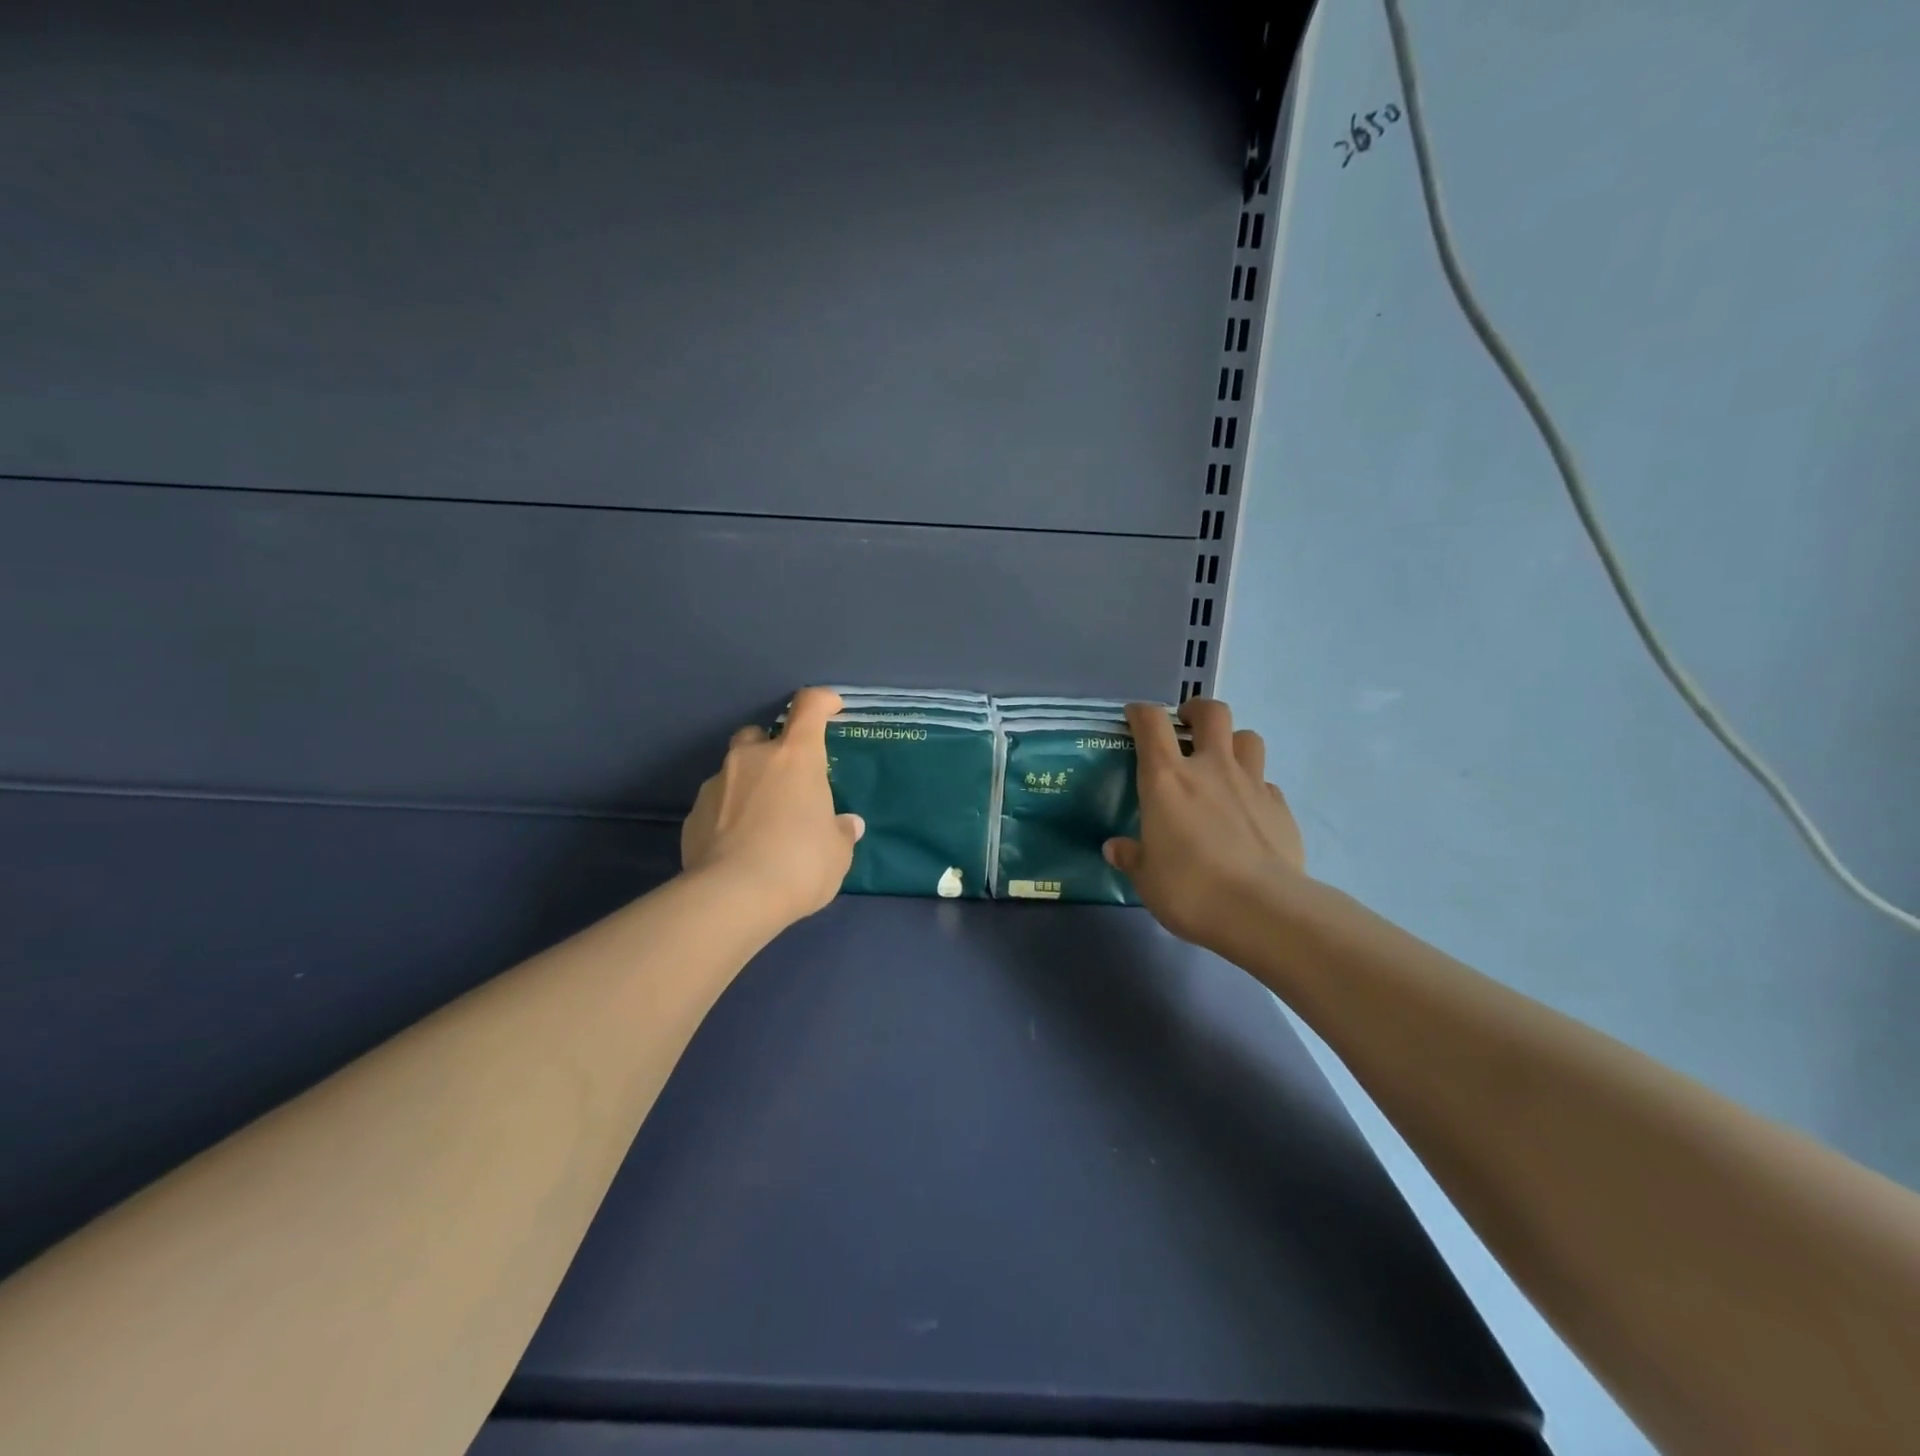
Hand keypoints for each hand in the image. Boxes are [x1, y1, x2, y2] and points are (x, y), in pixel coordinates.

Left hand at [681, 686, 864, 926]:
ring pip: (733, 770)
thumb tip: (846, 825)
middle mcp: (752, 759)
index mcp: (795, 757)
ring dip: (748, 784)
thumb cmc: (799, 863)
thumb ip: (840, 832)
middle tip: (787, 780)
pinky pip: (716, 804)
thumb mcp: (836, 853)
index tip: (831, 707)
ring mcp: (716, 784)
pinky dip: (727, 814)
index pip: (808, 707)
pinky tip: (737, 845)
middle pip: (759, 734)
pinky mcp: (692, 815)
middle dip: (771, 748)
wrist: (732, 898)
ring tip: (761, 821)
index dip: (821, 701)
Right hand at [1103, 697, 1305, 953]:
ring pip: (1248, 738)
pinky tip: (1247, 812)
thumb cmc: (1189, 888)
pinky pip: (1267, 783)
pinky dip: (1255, 788)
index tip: (1134, 718)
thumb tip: (1116, 848)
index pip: (1151, 723)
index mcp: (1167, 778)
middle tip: (1186, 726)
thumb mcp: (1146, 878)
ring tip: (1222, 763)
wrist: (1261, 910)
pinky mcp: (1281, 807)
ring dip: (1233, 742)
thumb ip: (1132, 856)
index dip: (1141, 713)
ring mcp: (1252, 784)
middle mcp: (1211, 768)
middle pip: (1212, 713)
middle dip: (1197, 711)